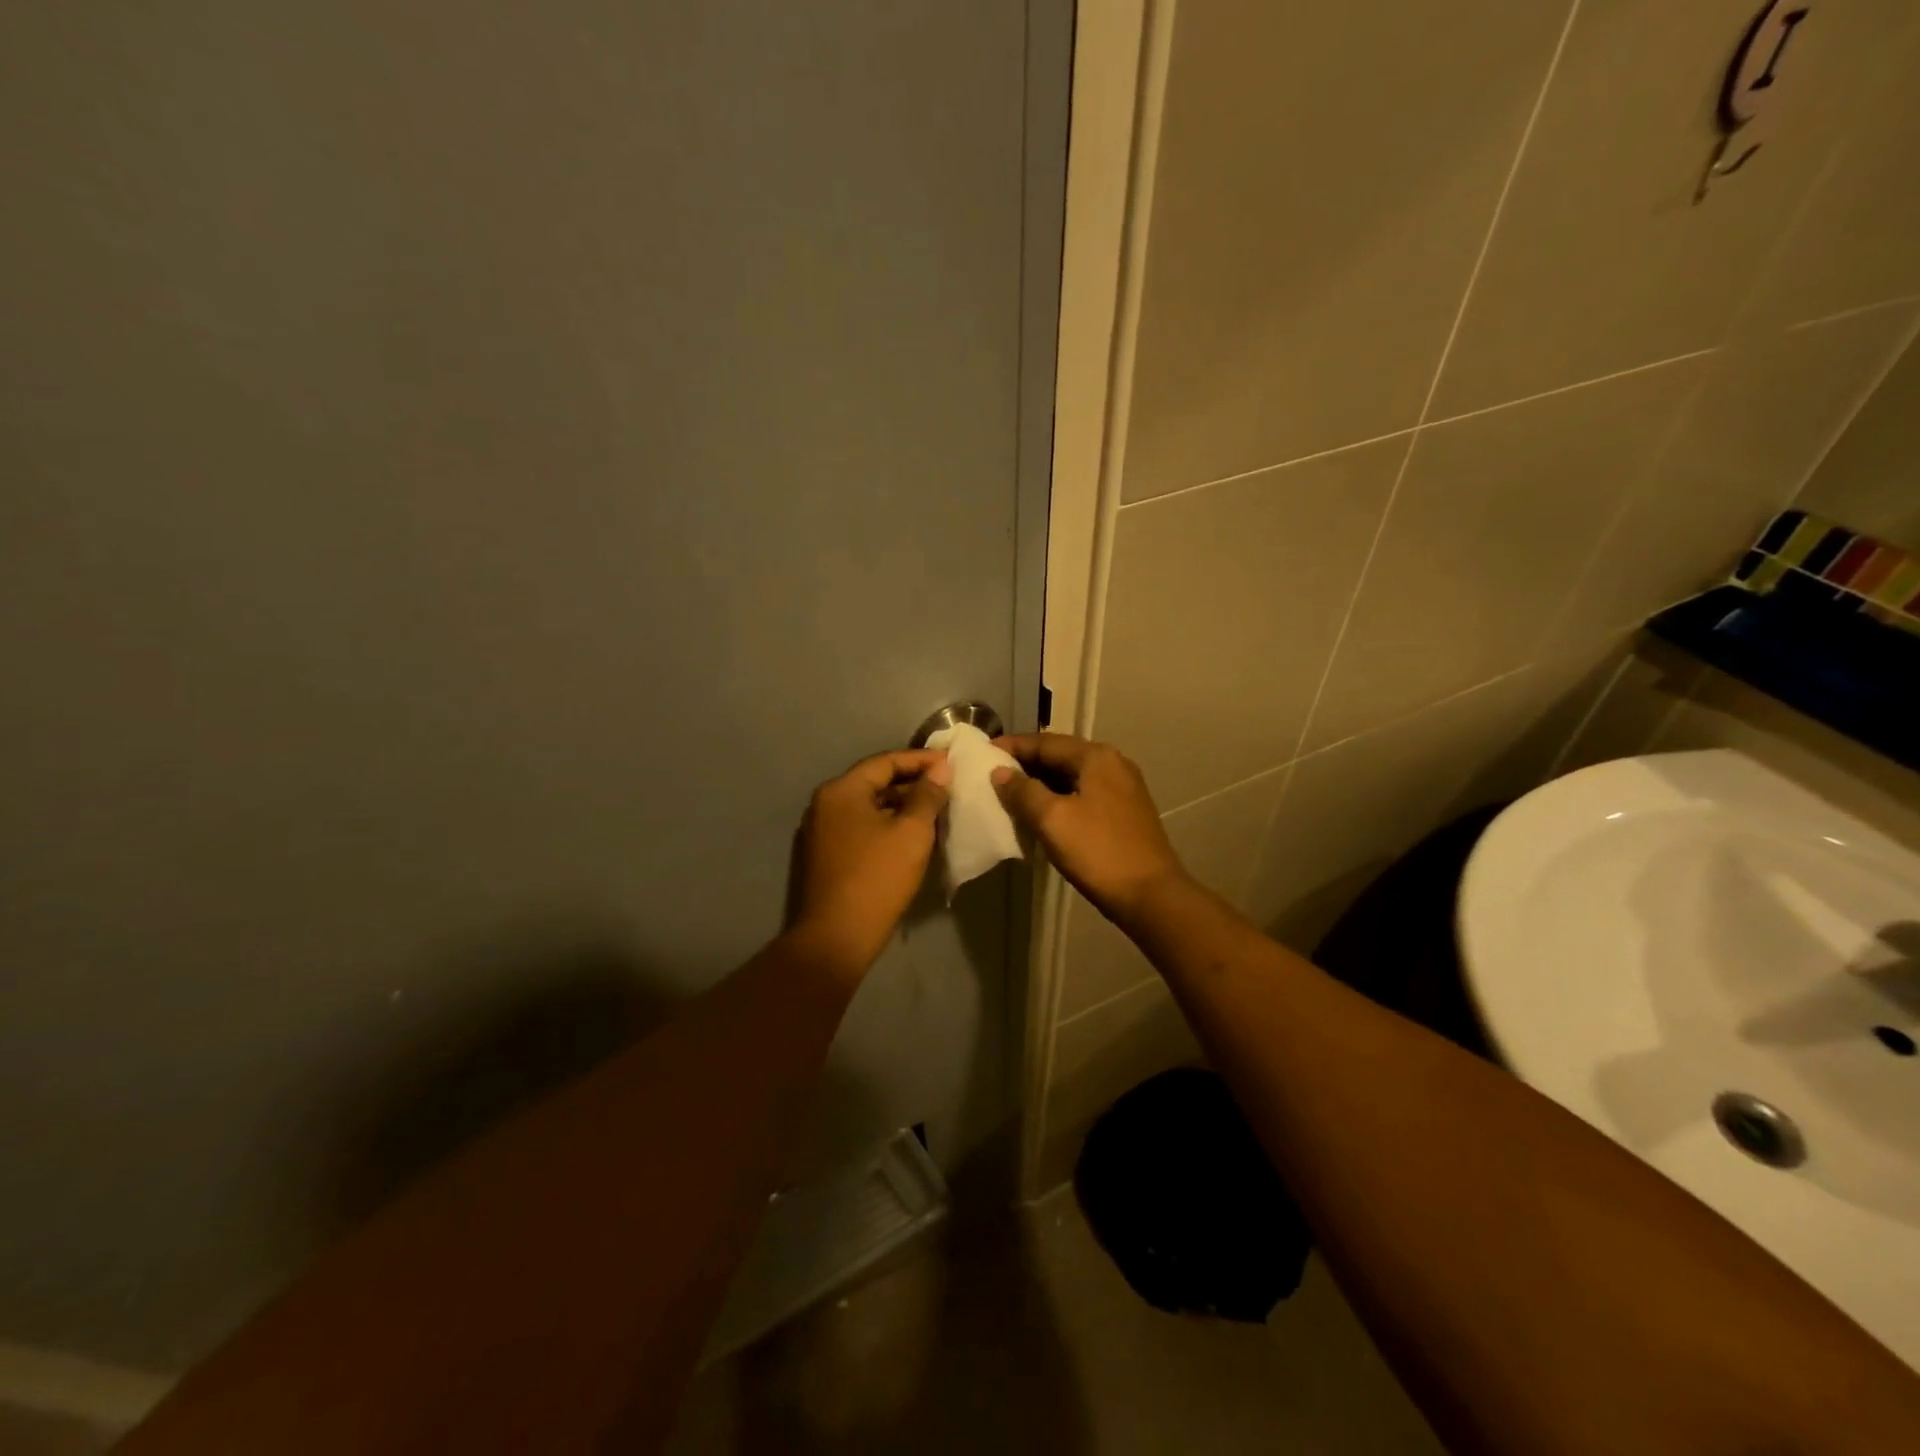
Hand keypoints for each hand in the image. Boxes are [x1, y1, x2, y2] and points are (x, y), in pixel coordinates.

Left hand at [789, 748, 950, 976]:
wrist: (837, 937)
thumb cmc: (877, 878)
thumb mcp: (912, 833)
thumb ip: (928, 796)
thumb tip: (940, 770)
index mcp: (841, 791)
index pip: (886, 761)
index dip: (921, 760)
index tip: (952, 763)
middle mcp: (826, 804)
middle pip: (875, 782)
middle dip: (912, 783)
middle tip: (947, 786)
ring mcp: (822, 831)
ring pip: (869, 807)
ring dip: (901, 805)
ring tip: (936, 810)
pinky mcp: (826, 855)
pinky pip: (862, 827)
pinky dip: (887, 824)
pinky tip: (912, 835)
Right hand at [991, 734, 1188, 927]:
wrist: (1151, 895)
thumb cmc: (1098, 851)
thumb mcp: (1052, 819)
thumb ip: (1023, 791)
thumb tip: (1000, 773)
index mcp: (1096, 757)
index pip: (1046, 742)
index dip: (1013, 746)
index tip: (984, 753)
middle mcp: (1113, 765)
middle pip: (1061, 756)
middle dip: (1027, 764)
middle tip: (993, 774)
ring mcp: (1123, 789)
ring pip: (1072, 777)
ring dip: (1042, 783)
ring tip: (1011, 794)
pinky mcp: (1125, 813)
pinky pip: (1084, 795)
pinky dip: (1059, 798)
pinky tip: (1041, 814)